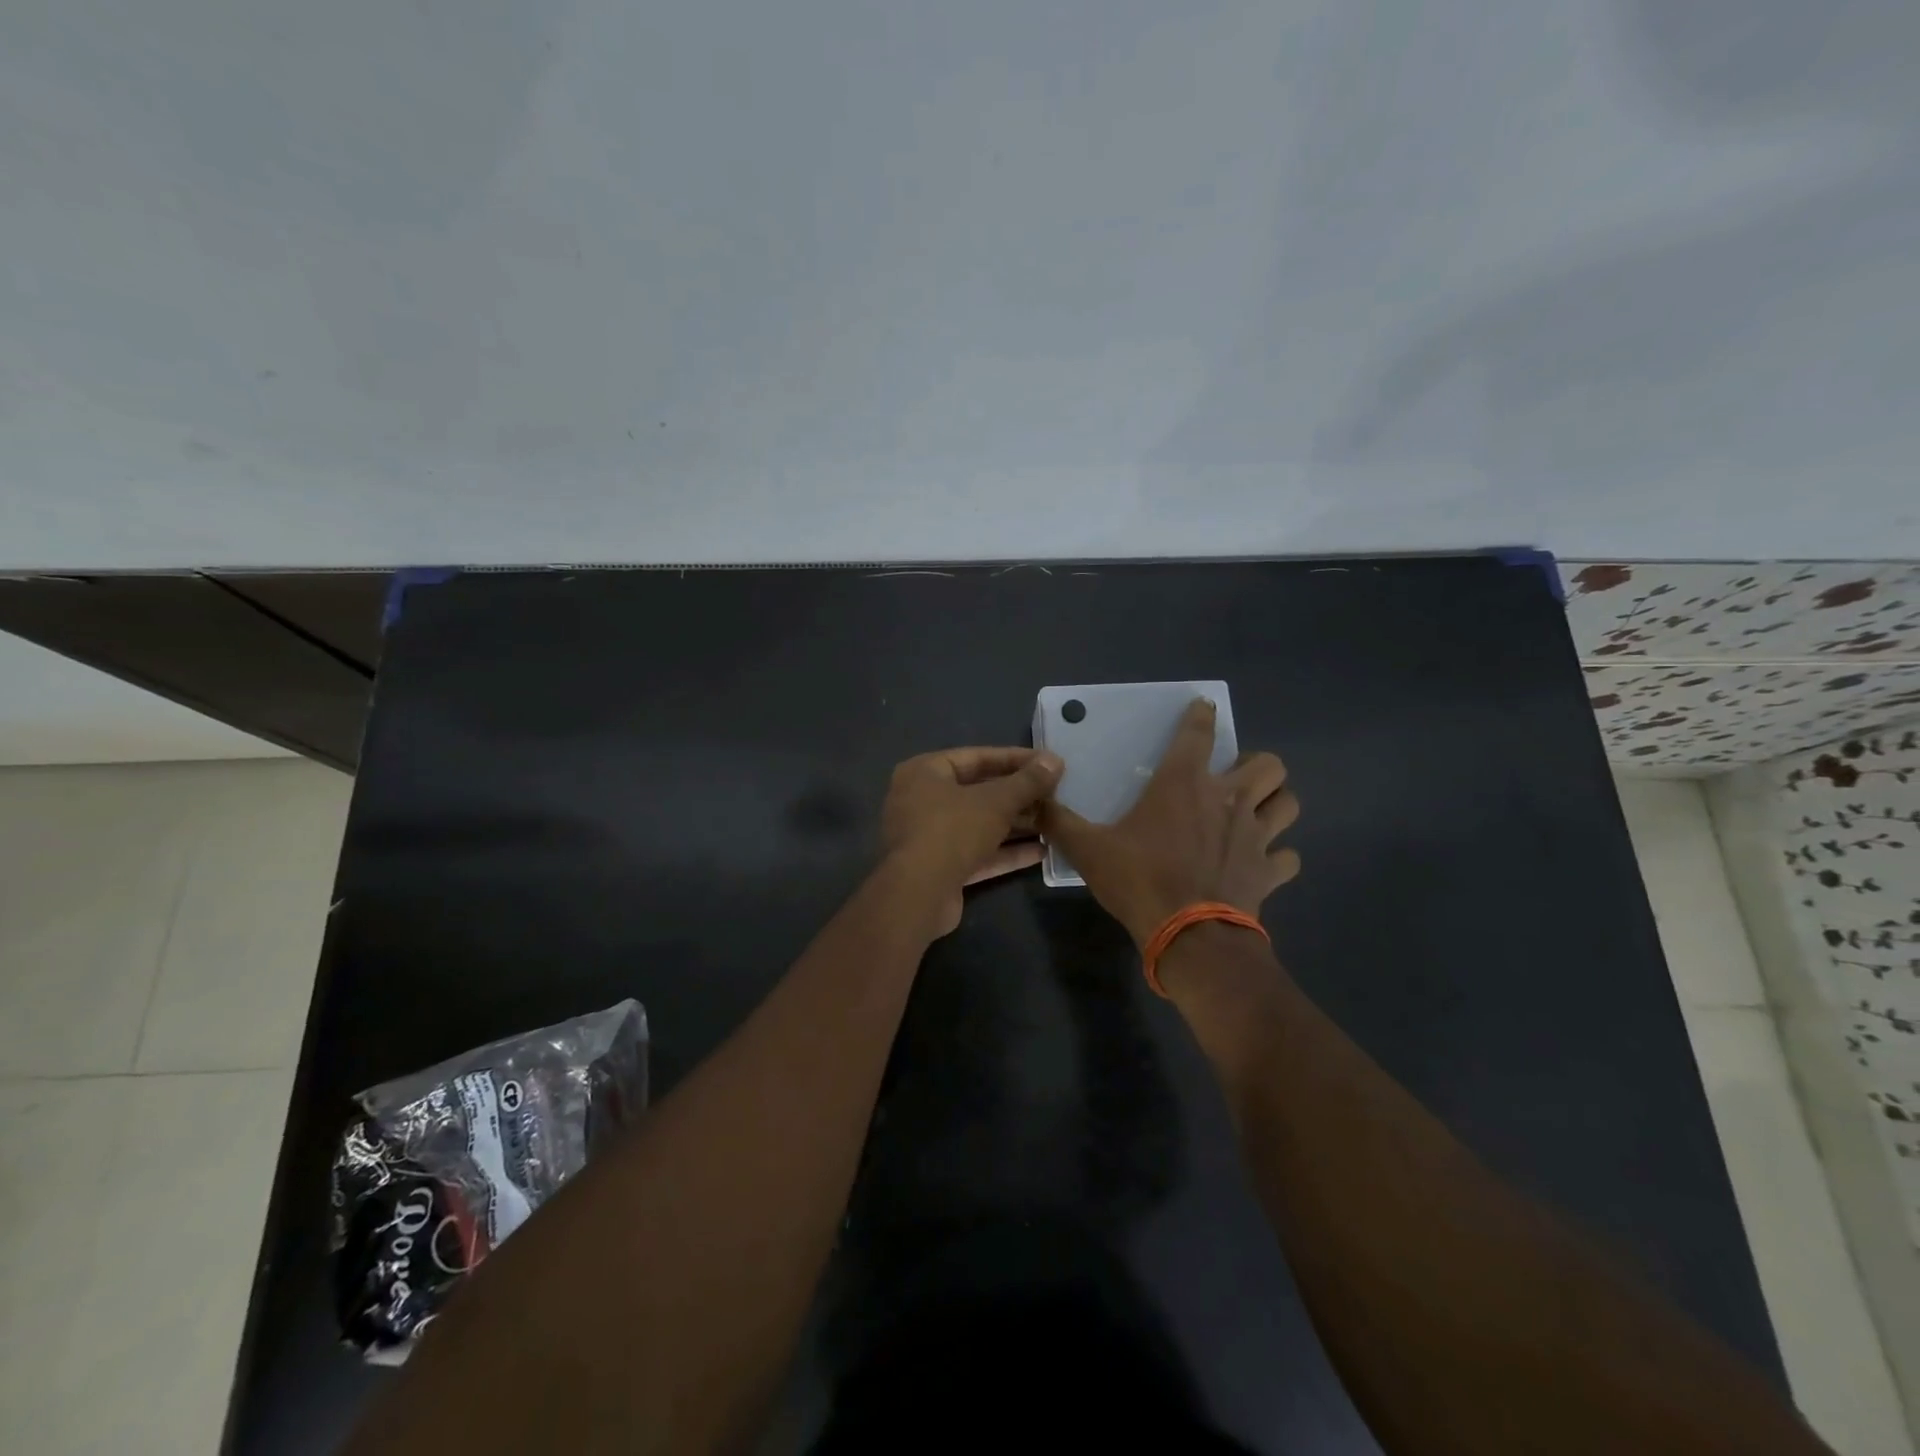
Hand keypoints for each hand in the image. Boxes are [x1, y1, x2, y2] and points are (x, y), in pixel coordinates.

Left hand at [881, 746, 1064, 934]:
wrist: (919, 895)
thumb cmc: (952, 831)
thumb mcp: (996, 802)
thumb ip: (1027, 782)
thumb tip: (1055, 760)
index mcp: (924, 772)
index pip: (976, 757)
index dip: (1015, 759)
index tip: (1048, 763)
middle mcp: (922, 800)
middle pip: (978, 791)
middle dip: (1017, 795)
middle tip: (1054, 794)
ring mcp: (929, 836)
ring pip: (979, 824)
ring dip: (1015, 824)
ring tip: (1053, 821)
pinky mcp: (940, 867)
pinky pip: (977, 852)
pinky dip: (1005, 852)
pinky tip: (1041, 852)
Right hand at [1040, 698, 1299, 947]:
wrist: (1189, 936)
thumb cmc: (1140, 881)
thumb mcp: (1088, 850)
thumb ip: (1060, 822)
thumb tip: (1032, 802)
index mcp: (1183, 784)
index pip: (1199, 732)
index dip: (1203, 714)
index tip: (1205, 707)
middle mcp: (1228, 800)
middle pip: (1269, 764)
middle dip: (1258, 765)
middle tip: (1235, 779)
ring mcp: (1256, 835)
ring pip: (1289, 802)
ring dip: (1276, 803)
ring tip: (1257, 811)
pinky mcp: (1269, 870)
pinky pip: (1288, 856)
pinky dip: (1278, 856)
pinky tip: (1262, 862)